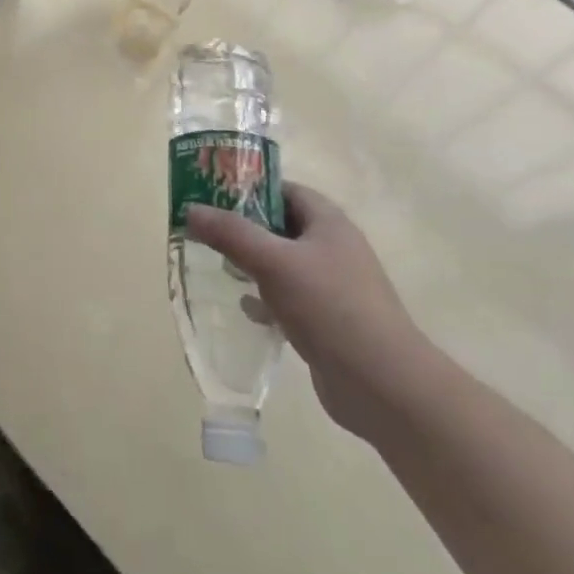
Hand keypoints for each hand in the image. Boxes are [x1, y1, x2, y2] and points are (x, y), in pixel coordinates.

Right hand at [187, 182, 434, 441]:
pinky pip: (291, 298)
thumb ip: (230, 233)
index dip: (250, 188)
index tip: (212, 195)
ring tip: (220, 268)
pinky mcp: (330, 321)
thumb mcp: (272, 262)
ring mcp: (334, 286)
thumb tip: (191, 209)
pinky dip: (267, 299)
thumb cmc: (329, 306)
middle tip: (207, 232)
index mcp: (328, 222)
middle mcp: (334, 248)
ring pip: (284, 264)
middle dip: (245, 229)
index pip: (285, 189)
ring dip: (254, 264)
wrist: (383, 384)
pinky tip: (247, 310)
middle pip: (282, 226)